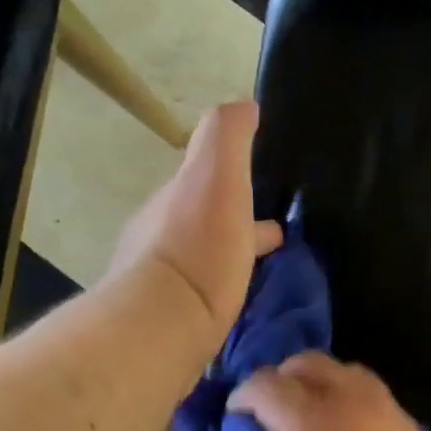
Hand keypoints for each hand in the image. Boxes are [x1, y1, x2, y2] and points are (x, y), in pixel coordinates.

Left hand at [107, 102, 282, 358]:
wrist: (161, 325)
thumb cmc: (197, 246)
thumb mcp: (216, 176)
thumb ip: (226, 136)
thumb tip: (243, 105)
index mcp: (175, 198)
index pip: (206, 176)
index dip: (234, 175)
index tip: (263, 185)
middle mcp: (159, 235)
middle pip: (203, 219)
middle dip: (233, 220)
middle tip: (270, 235)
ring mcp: (160, 283)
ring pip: (203, 259)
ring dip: (229, 256)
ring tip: (261, 271)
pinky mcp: (168, 324)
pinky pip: (202, 297)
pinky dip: (222, 290)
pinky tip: (237, 305)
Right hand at [230, 353, 430, 430]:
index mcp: (309, 421)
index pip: (266, 383)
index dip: (243, 394)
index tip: (236, 414)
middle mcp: (349, 401)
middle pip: (308, 362)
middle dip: (281, 377)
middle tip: (270, 408)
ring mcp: (385, 410)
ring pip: (345, 371)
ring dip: (319, 381)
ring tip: (308, 413)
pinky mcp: (410, 427)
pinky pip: (372, 393)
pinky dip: (349, 397)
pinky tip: (344, 430)